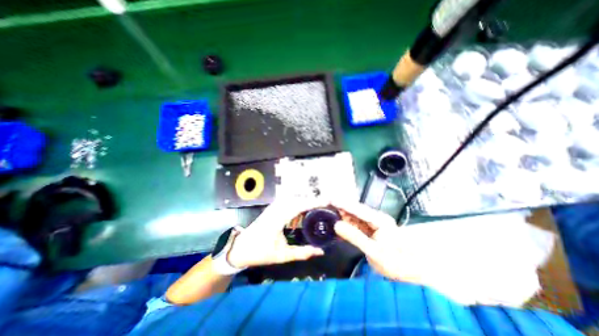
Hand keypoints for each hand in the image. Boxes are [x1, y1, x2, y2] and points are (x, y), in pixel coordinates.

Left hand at [226, 198, 326, 269]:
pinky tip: (304, 209)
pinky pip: (288, 201)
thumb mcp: (282, 255)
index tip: (327, 202)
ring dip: (305, 200)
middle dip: (312, 200)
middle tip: (326, 204)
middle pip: (298, 199)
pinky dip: (298, 202)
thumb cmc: (260, 252)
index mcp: (278, 219)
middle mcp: (276, 209)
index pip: (299, 206)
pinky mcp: (273, 208)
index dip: (313, 202)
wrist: (241, 247)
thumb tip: (320, 251)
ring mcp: (273, 207)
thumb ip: (302, 253)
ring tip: (318, 205)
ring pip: (293, 198)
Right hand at [332, 199, 417, 280]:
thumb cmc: (396, 263)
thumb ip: (354, 236)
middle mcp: (374, 218)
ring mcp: (372, 224)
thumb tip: (336, 225)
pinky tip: (336, 226)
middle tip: (324, 206)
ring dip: (340, 216)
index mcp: (379, 219)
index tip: (329, 199)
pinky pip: (354, 225)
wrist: (409, 274)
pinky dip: (345, 226)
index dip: (342, 204)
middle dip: (339, 208)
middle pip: (354, 210)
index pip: (357, 209)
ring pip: (352, 217)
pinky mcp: (369, 230)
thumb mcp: (374, 251)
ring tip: (326, 214)